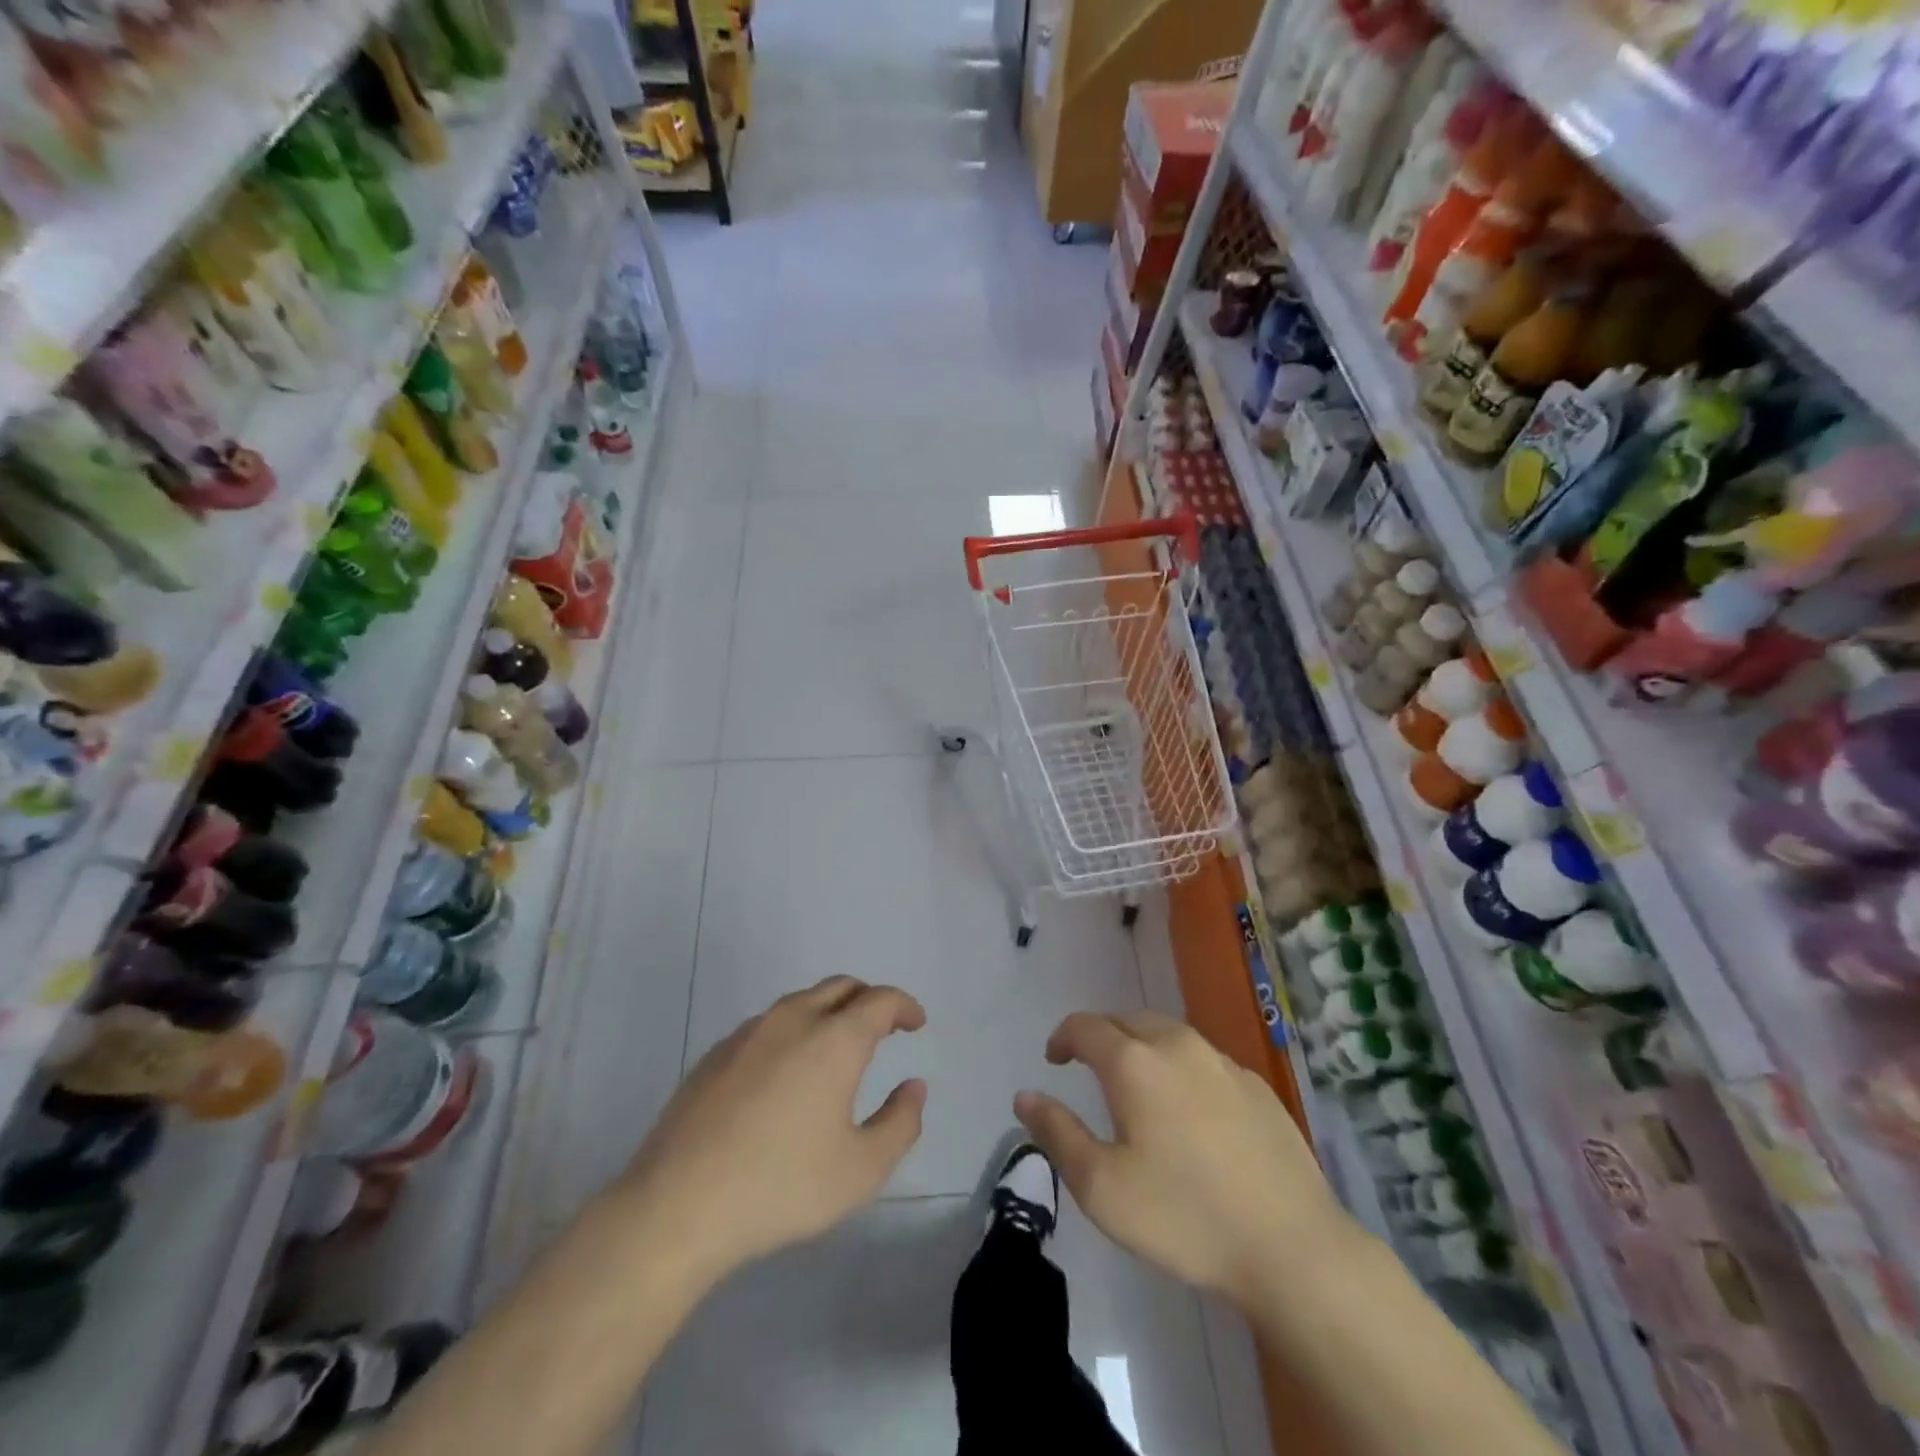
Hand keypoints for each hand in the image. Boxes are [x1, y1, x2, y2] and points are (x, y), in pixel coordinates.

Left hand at [612, 976, 926, 1286]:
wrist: (677, 1207)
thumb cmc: (781, 1186)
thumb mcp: (861, 1170)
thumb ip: (900, 1123)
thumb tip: (914, 1087)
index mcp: (834, 1039)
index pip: (879, 1000)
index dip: (904, 1006)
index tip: (916, 1023)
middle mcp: (792, 1020)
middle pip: (840, 987)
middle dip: (868, 1000)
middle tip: (883, 1027)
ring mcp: (748, 1033)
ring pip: (800, 1002)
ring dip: (828, 1012)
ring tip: (836, 1049)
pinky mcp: (714, 1054)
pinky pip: (767, 1026)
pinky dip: (792, 1032)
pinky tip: (785, 1074)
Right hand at [1015, 1011, 1351, 1304]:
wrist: (1293, 1248)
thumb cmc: (1186, 1218)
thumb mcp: (1102, 1188)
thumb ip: (1057, 1133)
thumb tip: (1025, 1096)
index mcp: (1135, 1062)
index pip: (1085, 1026)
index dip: (1063, 1037)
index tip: (1054, 1061)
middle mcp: (1177, 1045)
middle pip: (1127, 1020)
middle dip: (1101, 1036)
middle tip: (1090, 1068)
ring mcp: (1222, 1062)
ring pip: (1168, 1034)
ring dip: (1142, 1047)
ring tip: (1136, 1084)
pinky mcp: (1256, 1085)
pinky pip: (1203, 1058)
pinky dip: (1181, 1067)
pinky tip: (1189, 1109)